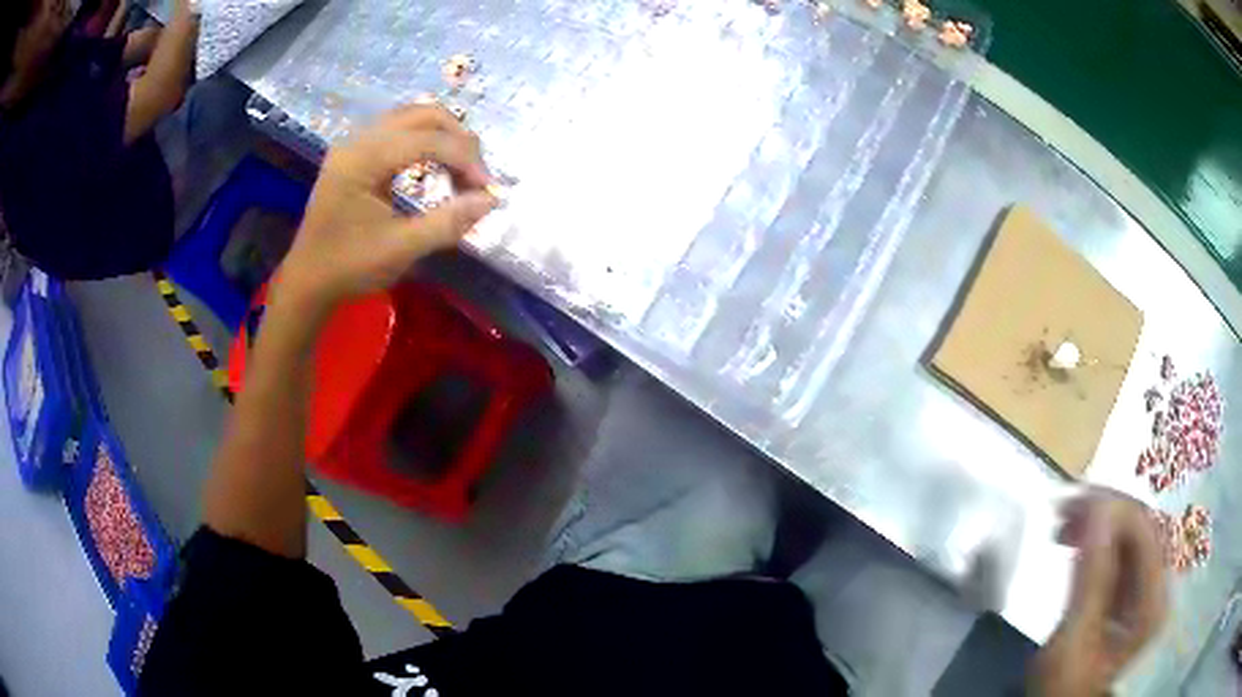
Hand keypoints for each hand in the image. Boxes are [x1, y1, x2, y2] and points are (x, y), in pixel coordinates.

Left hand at [276, 103, 496, 312]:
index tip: (488, 189)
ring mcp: (355, 143)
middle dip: (459, 139)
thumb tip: (491, 199)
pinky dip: (426, 141)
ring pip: (412, 117)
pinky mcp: (356, 153)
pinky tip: (436, 166)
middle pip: (423, 115)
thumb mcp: (401, 249)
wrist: (307, 281)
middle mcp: (358, 139)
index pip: (428, 139)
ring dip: (444, 137)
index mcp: (363, 159)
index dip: (465, 159)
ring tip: (462, 171)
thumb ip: (448, 222)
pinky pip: (399, 130)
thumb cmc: (349, 267)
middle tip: (477, 175)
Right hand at [1028, 489, 1167, 695]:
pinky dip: (1099, 539)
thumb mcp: (1074, 640)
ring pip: (1132, 533)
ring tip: (1066, 523)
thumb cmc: (1065, 684)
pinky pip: (1122, 550)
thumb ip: (1091, 578)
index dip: (1114, 507)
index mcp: (1152, 601)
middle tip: (1066, 508)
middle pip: (1142, 527)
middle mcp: (1157, 585)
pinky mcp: (1131, 591)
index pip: (1145, 530)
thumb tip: (1098, 509)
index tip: (1074, 499)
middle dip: (1106, 510)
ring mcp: (1146, 588)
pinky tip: (1077, 540)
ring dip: (1101, 521)